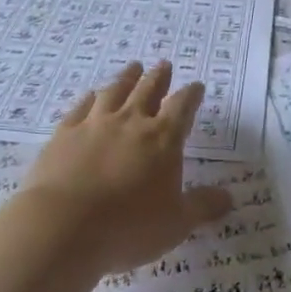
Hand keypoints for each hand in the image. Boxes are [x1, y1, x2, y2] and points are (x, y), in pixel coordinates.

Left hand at [16, 60, 233, 277]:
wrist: (62, 226)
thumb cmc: (128, 226)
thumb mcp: (176, 223)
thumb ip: (202, 207)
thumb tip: (228, 198)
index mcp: (163, 138)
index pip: (183, 107)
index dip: (191, 95)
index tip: (196, 86)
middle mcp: (131, 122)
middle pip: (148, 89)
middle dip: (159, 77)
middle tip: (164, 65)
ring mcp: (95, 124)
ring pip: (114, 91)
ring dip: (127, 77)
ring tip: (133, 67)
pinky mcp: (64, 134)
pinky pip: (81, 107)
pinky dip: (90, 98)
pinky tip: (91, 95)